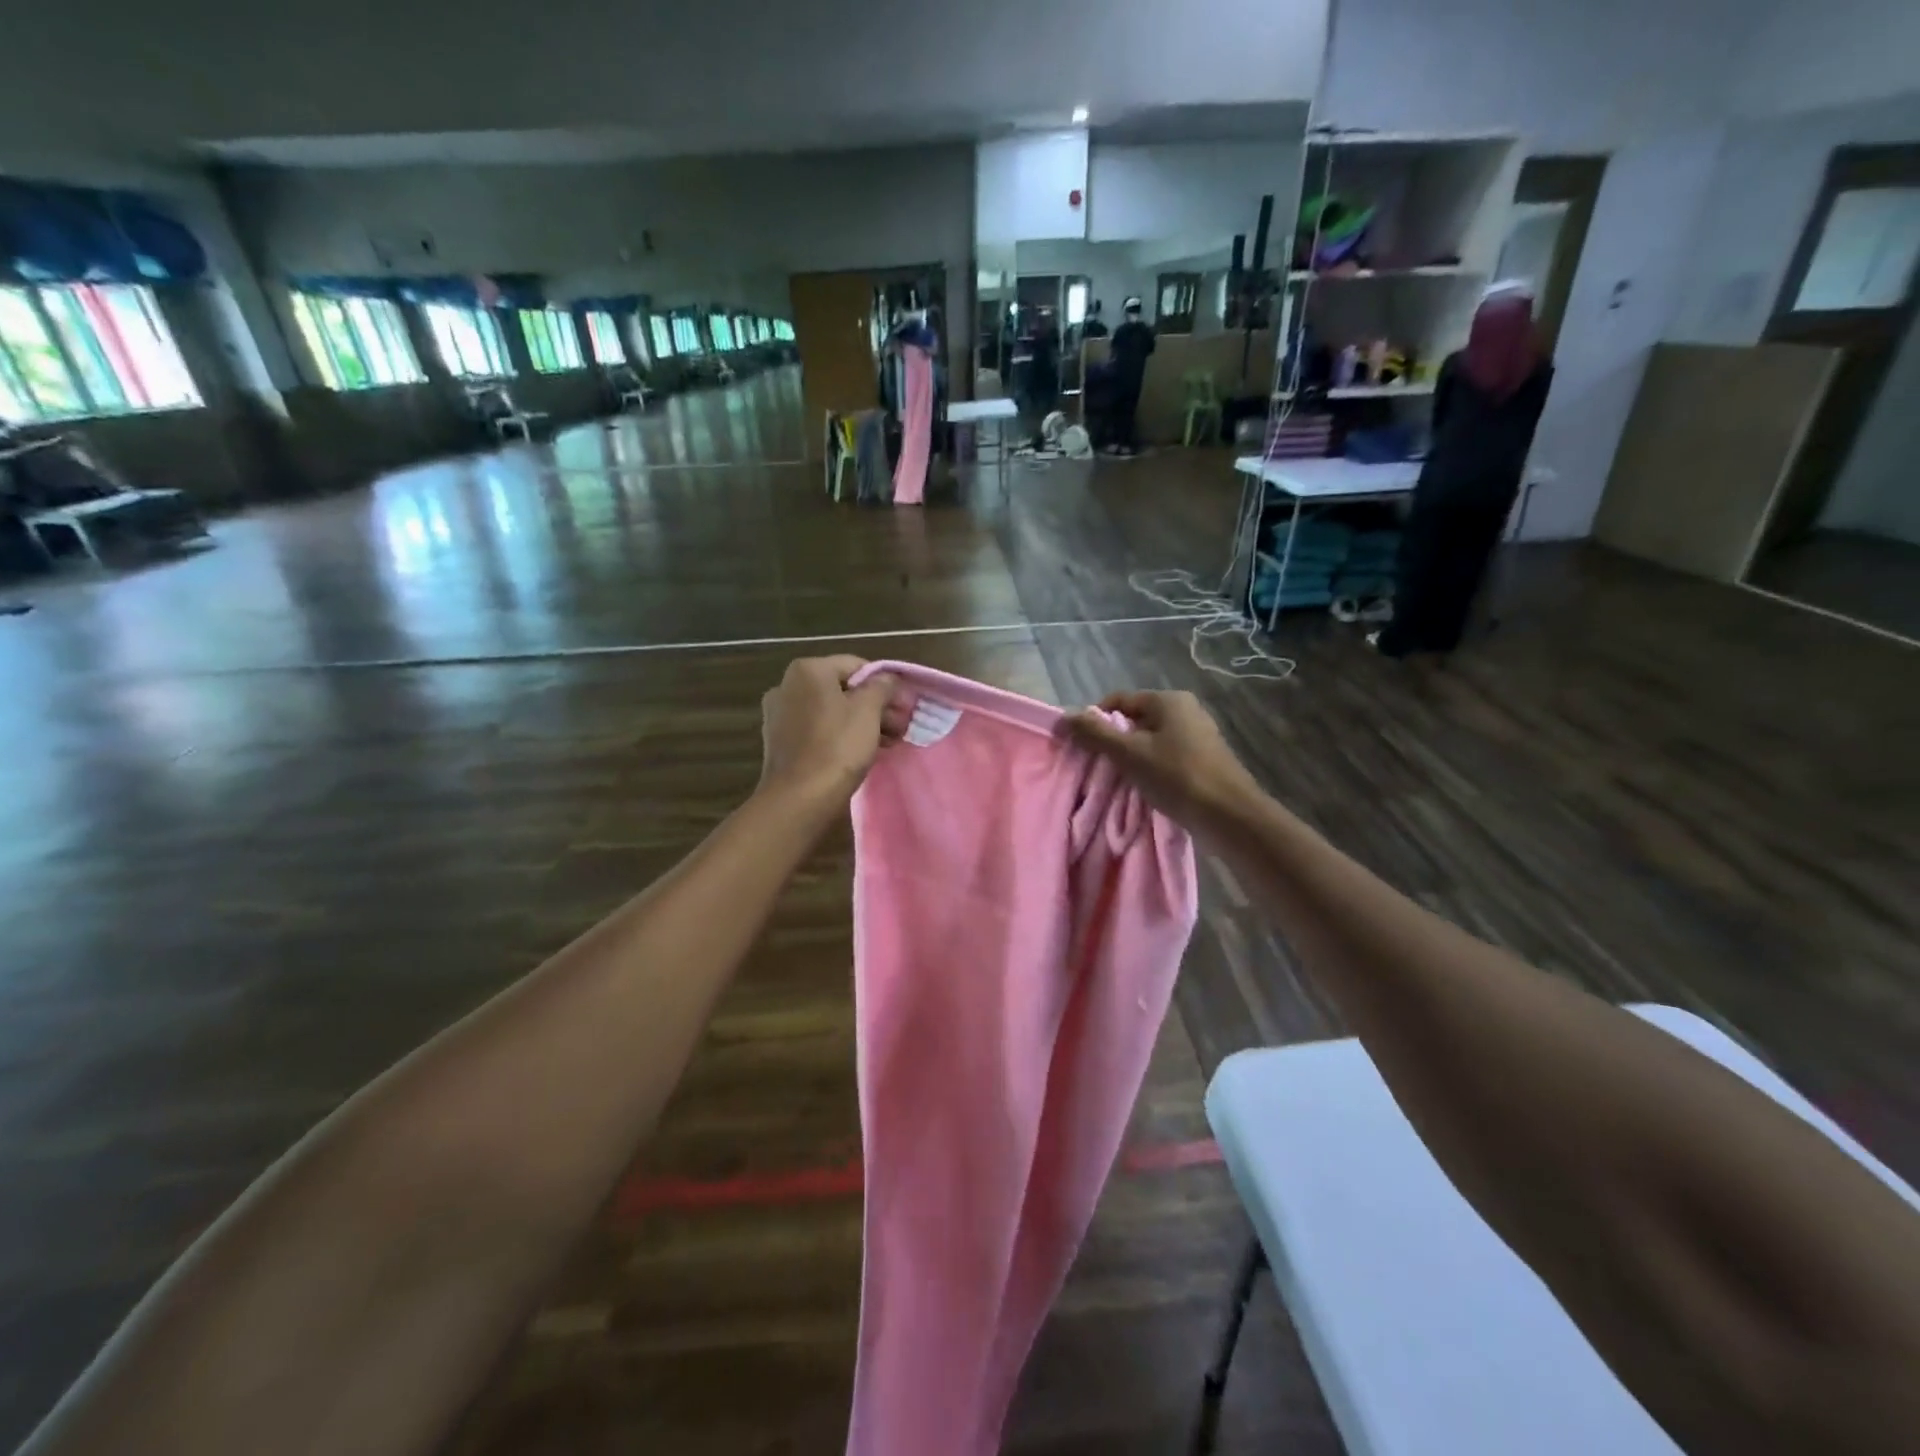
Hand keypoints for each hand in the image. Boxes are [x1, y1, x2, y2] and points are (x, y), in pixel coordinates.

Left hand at [757, 656, 906, 806]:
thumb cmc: (838, 747)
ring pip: (831, 711)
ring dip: (861, 722)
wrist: (799, 799)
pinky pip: (817, 730)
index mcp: (807, 670)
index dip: (885, 684)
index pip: (856, 666)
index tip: (904, 706)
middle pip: (843, 689)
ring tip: (887, 742)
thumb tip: (888, 678)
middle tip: (901, 726)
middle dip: (875, 706)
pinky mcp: (780, 741)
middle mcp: (787, 686)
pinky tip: (862, 752)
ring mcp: (779, 715)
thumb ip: (882, 687)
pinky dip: (840, 736)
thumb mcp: (868, 711)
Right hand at [1063, 691, 1259, 829]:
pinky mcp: (1203, 759)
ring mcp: (1197, 734)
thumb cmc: (1177, 777)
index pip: (1118, 700)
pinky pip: (1165, 755)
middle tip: (1098, 766)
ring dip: (1131, 757)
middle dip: (1113, 741)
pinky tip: (1144, 787)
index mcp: (1168, 700)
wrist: (1230, 816)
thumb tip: (1065, 717)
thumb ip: (1095, 734)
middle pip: (1134, 720)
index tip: (1082, 747)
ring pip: (1150, 740)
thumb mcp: (1130, 754)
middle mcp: (1185, 710)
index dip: (1095, 720)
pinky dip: (1150, 767)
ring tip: (1118, 780)